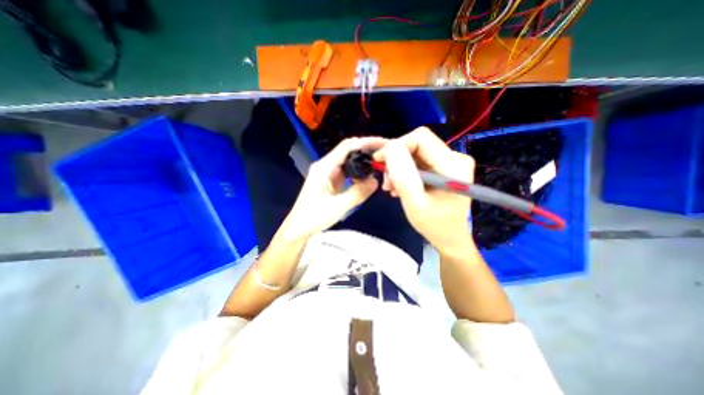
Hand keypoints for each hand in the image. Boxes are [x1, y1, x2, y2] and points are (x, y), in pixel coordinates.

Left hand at [277, 136, 384, 240]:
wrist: (299, 228)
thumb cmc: (314, 217)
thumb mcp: (338, 206)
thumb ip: (358, 193)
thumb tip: (375, 181)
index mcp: (324, 167)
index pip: (346, 147)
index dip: (365, 143)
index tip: (382, 144)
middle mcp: (325, 166)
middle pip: (347, 151)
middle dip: (366, 150)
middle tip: (384, 154)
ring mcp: (327, 173)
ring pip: (347, 161)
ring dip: (362, 161)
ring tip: (378, 162)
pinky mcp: (329, 181)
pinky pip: (345, 172)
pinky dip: (357, 171)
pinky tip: (366, 175)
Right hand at [370, 129, 475, 253]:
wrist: (450, 238)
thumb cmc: (434, 225)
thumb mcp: (415, 203)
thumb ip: (403, 176)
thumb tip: (390, 148)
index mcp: (453, 164)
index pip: (421, 138)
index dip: (397, 146)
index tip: (380, 162)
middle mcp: (455, 157)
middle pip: (417, 144)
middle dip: (396, 160)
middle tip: (386, 181)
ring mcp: (450, 161)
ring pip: (415, 152)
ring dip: (398, 167)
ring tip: (392, 188)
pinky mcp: (443, 167)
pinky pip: (418, 161)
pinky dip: (405, 172)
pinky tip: (400, 186)